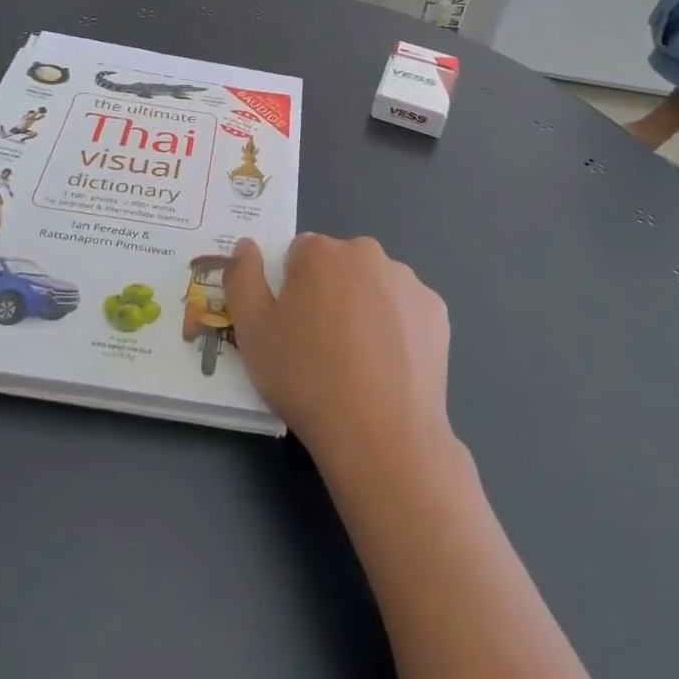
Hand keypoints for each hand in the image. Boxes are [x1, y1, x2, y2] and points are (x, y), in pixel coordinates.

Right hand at [226, 234, 451, 463]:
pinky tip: (390, 365)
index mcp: (321, 252)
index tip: (293, 326)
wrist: (381, 433)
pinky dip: (398, 327)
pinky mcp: (436, 311)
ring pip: (375, 285)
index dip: (292, 288)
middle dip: (330, 292)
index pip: (299, 254)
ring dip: (365, 307)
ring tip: (359, 361)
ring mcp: (407, 281)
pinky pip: (407, 310)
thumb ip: (242, 278)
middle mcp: (367, 253)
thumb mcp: (252, 332)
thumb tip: (246, 245)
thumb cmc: (306, 378)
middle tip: (323, 345)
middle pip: (340, 266)